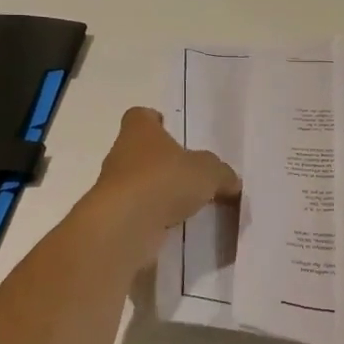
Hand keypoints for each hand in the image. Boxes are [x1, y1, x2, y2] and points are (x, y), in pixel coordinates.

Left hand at [90, 107, 240, 254]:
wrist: (124, 226)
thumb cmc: (164, 181)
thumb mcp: (209, 172)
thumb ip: (222, 174)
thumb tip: (231, 181)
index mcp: (140, 132)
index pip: (140, 116)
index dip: (154, 121)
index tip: (170, 129)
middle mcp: (121, 155)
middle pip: (140, 151)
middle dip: (162, 161)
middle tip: (190, 173)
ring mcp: (113, 188)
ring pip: (138, 183)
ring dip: (158, 192)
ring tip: (187, 204)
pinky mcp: (113, 218)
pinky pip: (137, 213)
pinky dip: (153, 218)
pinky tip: (175, 226)